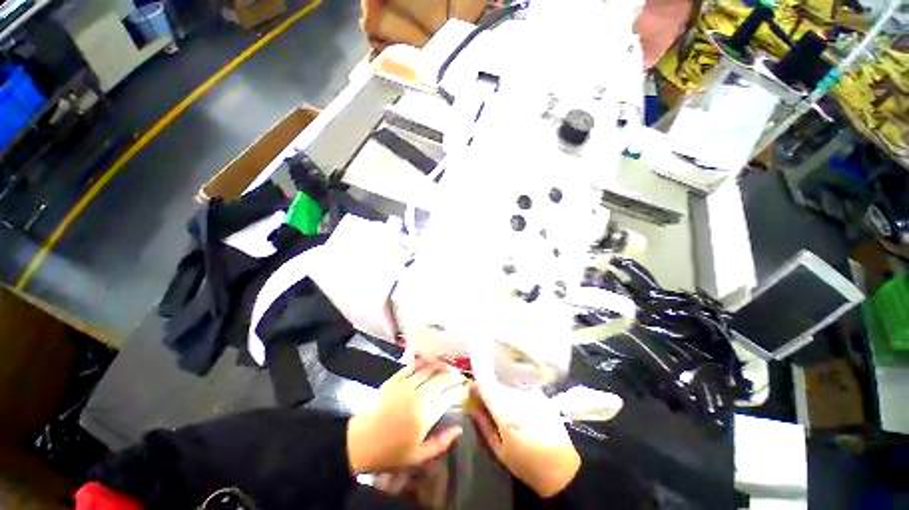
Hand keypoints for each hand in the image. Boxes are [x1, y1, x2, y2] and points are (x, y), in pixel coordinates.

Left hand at [347, 360, 465, 473]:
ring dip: (439, 365)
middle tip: (459, 373)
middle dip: (452, 374)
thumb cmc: (390, 452)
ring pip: (427, 370)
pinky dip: (422, 362)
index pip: (448, 396)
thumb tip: (459, 429)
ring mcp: (405, 385)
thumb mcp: (418, 457)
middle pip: (439, 379)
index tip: (467, 385)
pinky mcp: (394, 380)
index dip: (459, 388)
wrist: (360, 442)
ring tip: (448, 364)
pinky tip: (429, 360)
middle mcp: (417, 396)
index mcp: (424, 415)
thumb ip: (441, 443)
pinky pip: (412, 367)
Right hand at [467, 383, 580, 497]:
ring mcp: (532, 393)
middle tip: (484, 401)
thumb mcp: (499, 450)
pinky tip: (517, 405)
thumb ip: (483, 425)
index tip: (470, 391)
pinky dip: (514, 392)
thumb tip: (471, 406)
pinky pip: (520, 387)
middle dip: (488, 390)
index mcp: (506, 412)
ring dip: (501, 391)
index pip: (485, 386)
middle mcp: (519, 397)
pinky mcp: (541, 394)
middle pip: (496, 383)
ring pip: (508, 384)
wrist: (562, 468)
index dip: (476, 386)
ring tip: (501, 406)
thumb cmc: (526, 463)